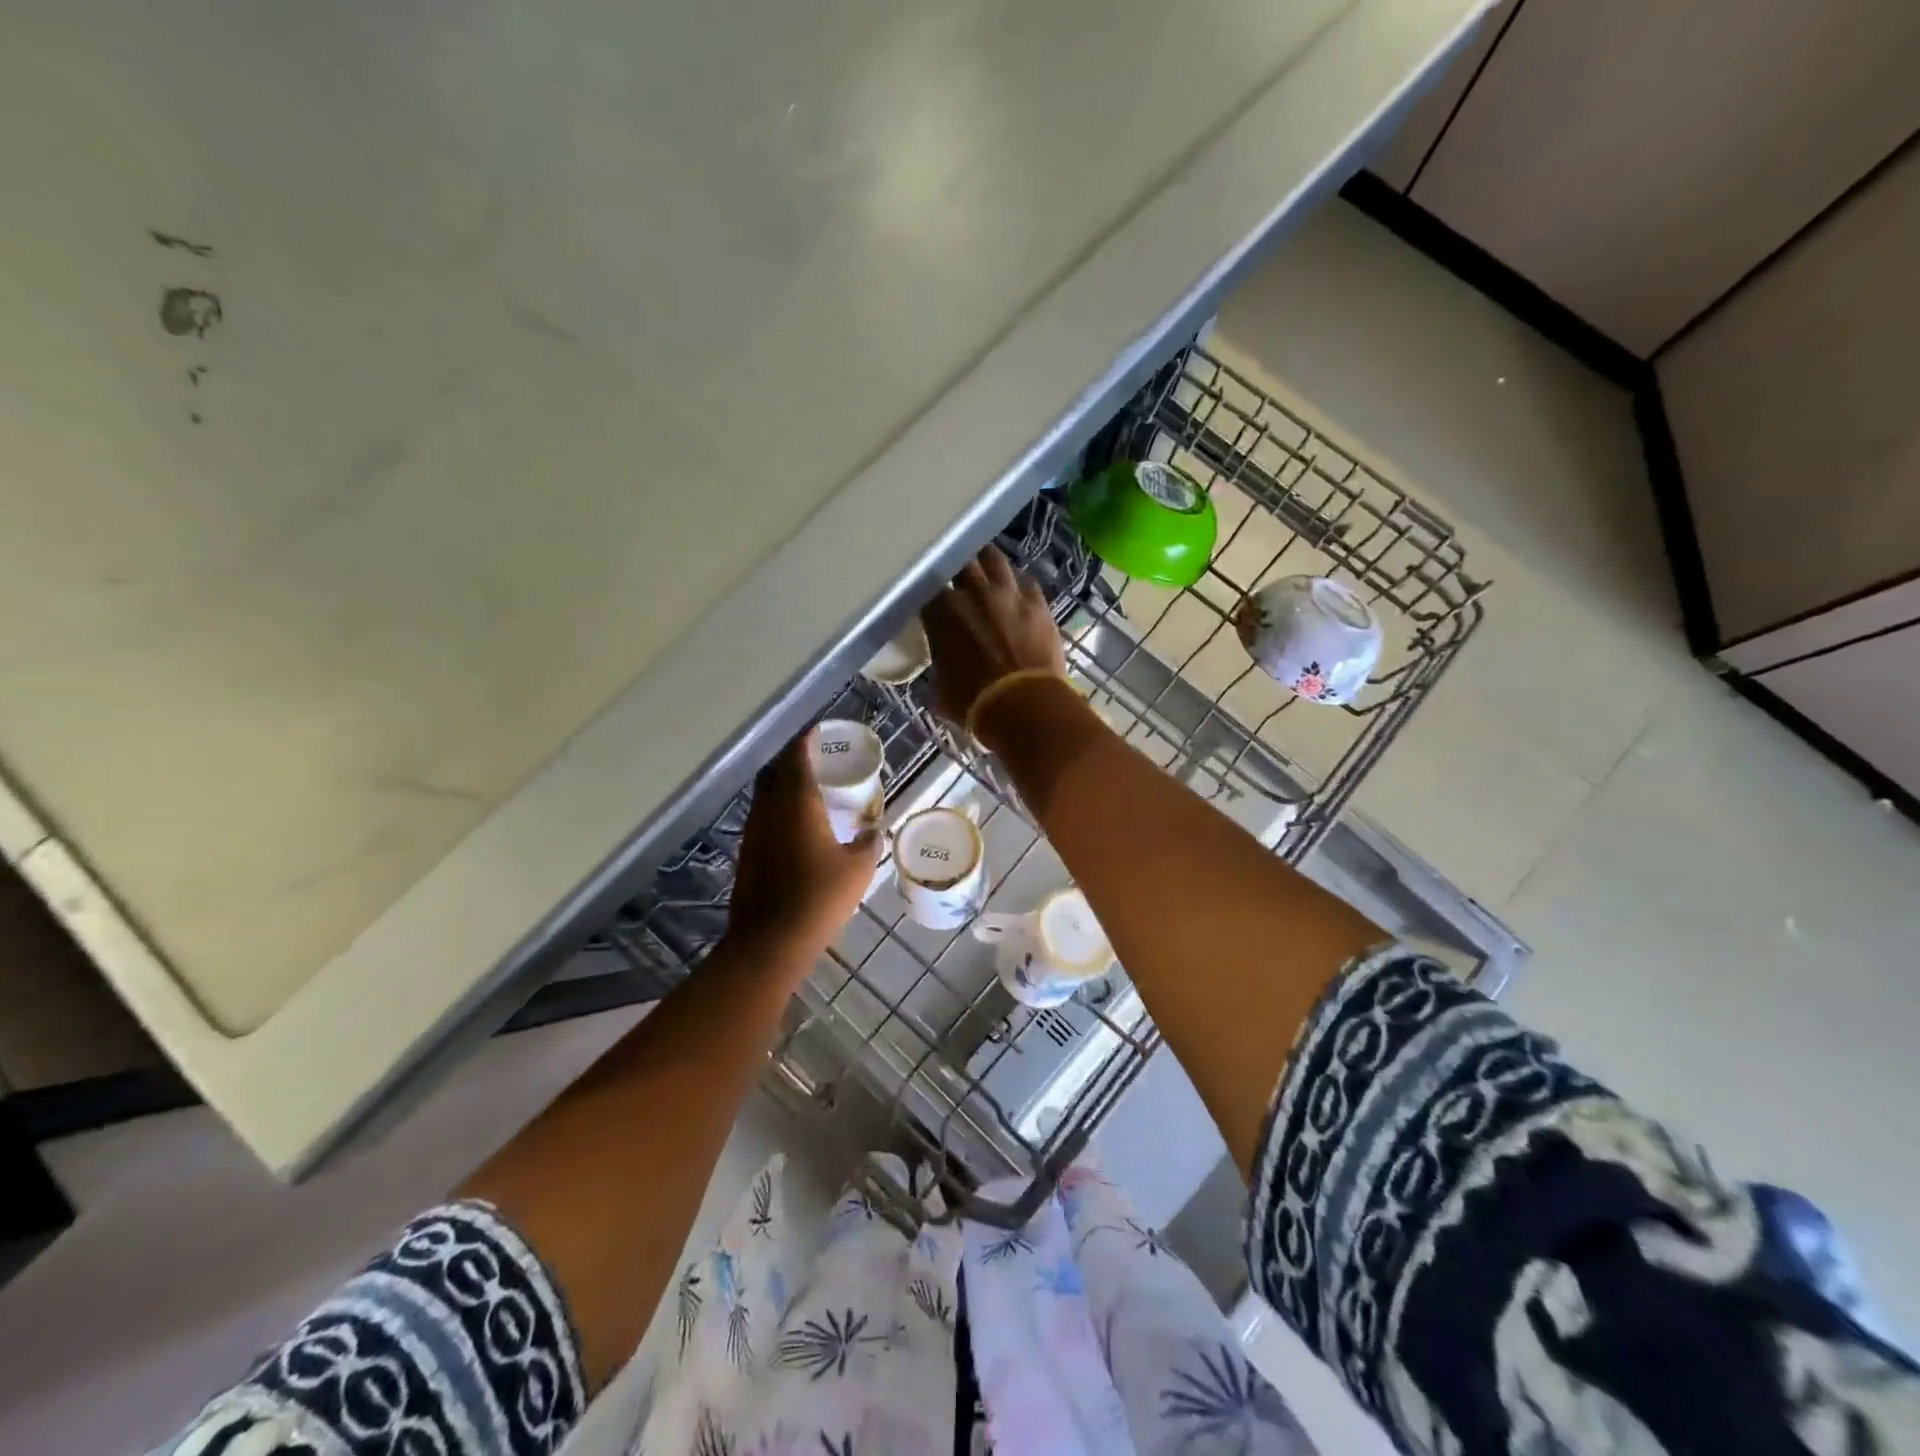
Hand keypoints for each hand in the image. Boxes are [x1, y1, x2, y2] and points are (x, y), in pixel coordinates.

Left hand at [727, 733, 878, 961]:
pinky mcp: (747, 853)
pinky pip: (762, 816)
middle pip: (776, 771)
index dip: (806, 740)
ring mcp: (753, 831)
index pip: (797, 757)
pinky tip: (794, 824)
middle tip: (816, 758)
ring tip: (807, 787)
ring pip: (765, 794)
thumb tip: (872, 830)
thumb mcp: (858, 869)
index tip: (818, 731)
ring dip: (783, 784)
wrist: (770, 940)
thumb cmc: (819, 897)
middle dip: (793, 759)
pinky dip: (777, 809)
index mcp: (798, 803)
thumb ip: (868, 842)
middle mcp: (770, 809)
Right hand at [921, 545, 1068, 729]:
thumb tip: (940, 666)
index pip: (926, 588)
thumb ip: (939, 666)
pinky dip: (1019, 582)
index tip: (929, 599)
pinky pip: (1026, 581)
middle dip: (956, 566)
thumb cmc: (974, 703)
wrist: (1024, 705)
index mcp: (941, 613)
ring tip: (985, 564)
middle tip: (957, 574)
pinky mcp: (1037, 602)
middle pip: (960, 562)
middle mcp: (972, 593)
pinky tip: (1018, 588)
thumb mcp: (940, 689)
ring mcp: (1007, 593)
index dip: (928, 592)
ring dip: (987, 560)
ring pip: (994, 559)